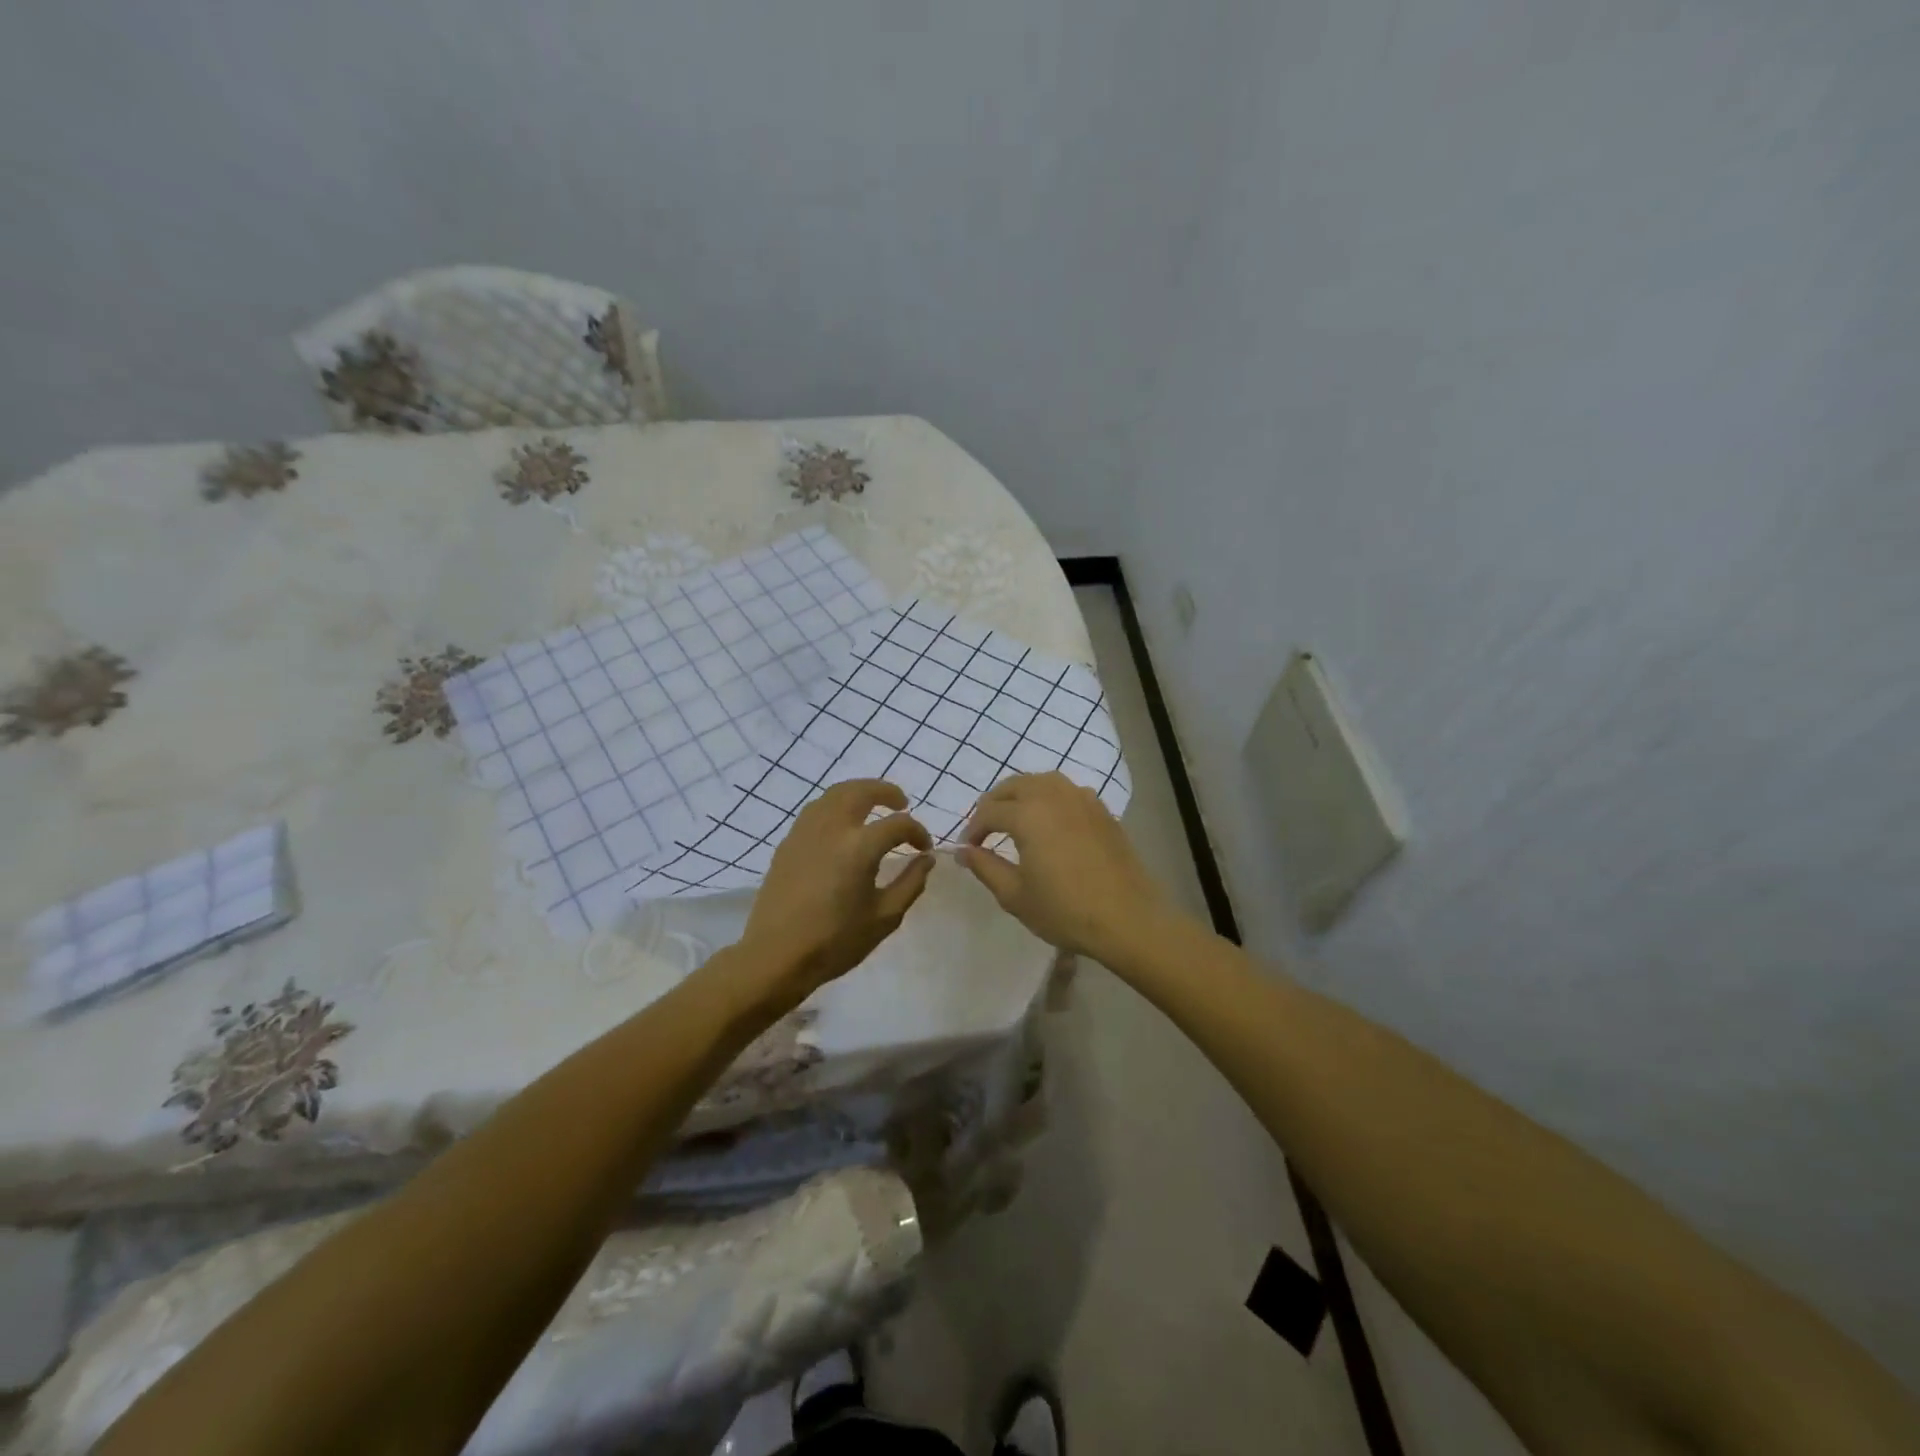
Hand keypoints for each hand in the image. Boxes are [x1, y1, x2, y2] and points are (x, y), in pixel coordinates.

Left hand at [739, 780, 934, 1004]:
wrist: (776, 956)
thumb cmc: (835, 941)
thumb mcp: (885, 917)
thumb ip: (911, 883)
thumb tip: (925, 859)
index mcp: (859, 847)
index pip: (898, 824)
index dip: (917, 832)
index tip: (924, 849)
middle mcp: (832, 828)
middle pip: (861, 791)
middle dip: (886, 792)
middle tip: (901, 803)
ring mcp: (806, 831)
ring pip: (835, 794)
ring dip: (859, 792)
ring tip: (873, 807)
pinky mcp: (789, 842)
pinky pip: (816, 809)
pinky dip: (836, 805)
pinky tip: (843, 824)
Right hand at [958, 771, 1171, 960]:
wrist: (1128, 918)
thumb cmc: (1065, 910)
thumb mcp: (1015, 895)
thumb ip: (985, 867)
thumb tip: (963, 851)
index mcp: (1028, 814)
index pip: (989, 811)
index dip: (974, 829)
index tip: (968, 849)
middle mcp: (1053, 795)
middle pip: (1014, 786)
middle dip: (994, 804)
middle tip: (986, 829)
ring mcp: (1082, 799)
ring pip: (1042, 781)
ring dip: (1022, 794)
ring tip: (1015, 819)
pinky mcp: (1102, 810)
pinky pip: (1067, 791)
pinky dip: (1049, 797)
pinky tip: (1050, 821)